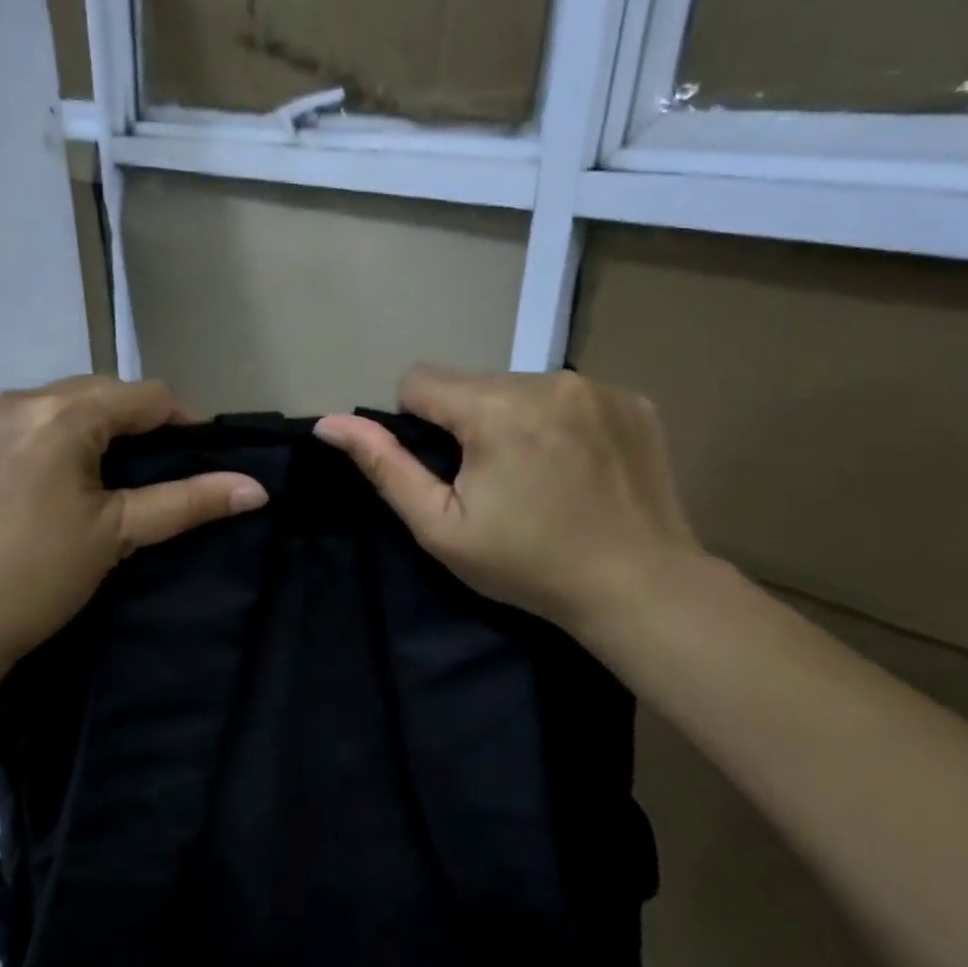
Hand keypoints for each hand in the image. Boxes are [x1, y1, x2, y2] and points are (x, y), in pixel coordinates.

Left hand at [0, 377, 266, 679]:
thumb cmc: (36, 578)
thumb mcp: (117, 535)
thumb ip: (188, 502)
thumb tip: (256, 488)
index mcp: (60, 415)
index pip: (143, 395)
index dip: (183, 418)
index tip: (201, 451)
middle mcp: (9, 403)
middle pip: (92, 394)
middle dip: (130, 423)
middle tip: (149, 469)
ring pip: (44, 410)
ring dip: (78, 431)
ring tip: (93, 479)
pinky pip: (1, 433)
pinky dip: (31, 448)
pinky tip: (29, 493)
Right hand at [315, 366, 702, 640]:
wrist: (638, 586)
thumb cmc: (527, 564)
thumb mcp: (441, 527)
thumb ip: (385, 467)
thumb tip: (329, 424)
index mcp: (494, 409)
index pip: (420, 380)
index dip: (416, 425)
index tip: (445, 471)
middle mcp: (548, 380)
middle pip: (473, 383)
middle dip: (468, 423)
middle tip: (494, 483)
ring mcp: (598, 386)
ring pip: (521, 387)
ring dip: (514, 420)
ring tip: (538, 477)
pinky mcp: (633, 399)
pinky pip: (570, 395)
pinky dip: (561, 422)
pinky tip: (577, 467)